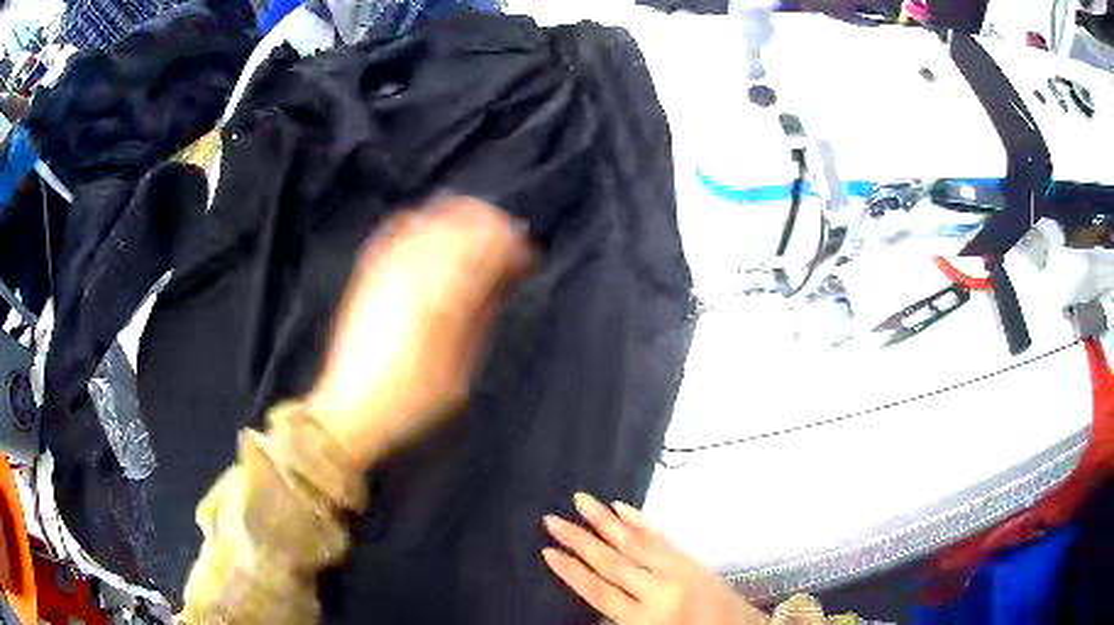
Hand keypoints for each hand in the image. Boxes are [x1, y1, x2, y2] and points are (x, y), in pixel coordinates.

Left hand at [309, 196, 531, 469]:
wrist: (353, 409)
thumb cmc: (413, 400)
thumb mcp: (462, 366)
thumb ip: (484, 312)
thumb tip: (506, 276)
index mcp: (443, 297)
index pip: (488, 246)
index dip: (513, 245)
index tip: (526, 256)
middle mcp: (413, 272)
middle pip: (461, 222)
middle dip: (491, 225)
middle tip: (507, 241)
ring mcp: (386, 268)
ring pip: (431, 219)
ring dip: (460, 221)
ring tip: (476, 235)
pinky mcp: (368, 273)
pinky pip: (400, 231)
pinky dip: (425, 224)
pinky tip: (436, 235)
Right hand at [543, 493, 768, 624]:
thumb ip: (621, 615)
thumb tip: (594, 585)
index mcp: (642, 620)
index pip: (597, 591)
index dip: (571, 571)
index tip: (549, 552)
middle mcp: (656, 591)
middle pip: (610, 562)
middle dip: (579, 540)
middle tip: (553, 519)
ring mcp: (675, 571)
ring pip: (633, 542)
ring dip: (605, 521)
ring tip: (582, 501)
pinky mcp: (690, 559)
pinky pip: (660, 537)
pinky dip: (640, 521)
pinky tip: (623, 508)